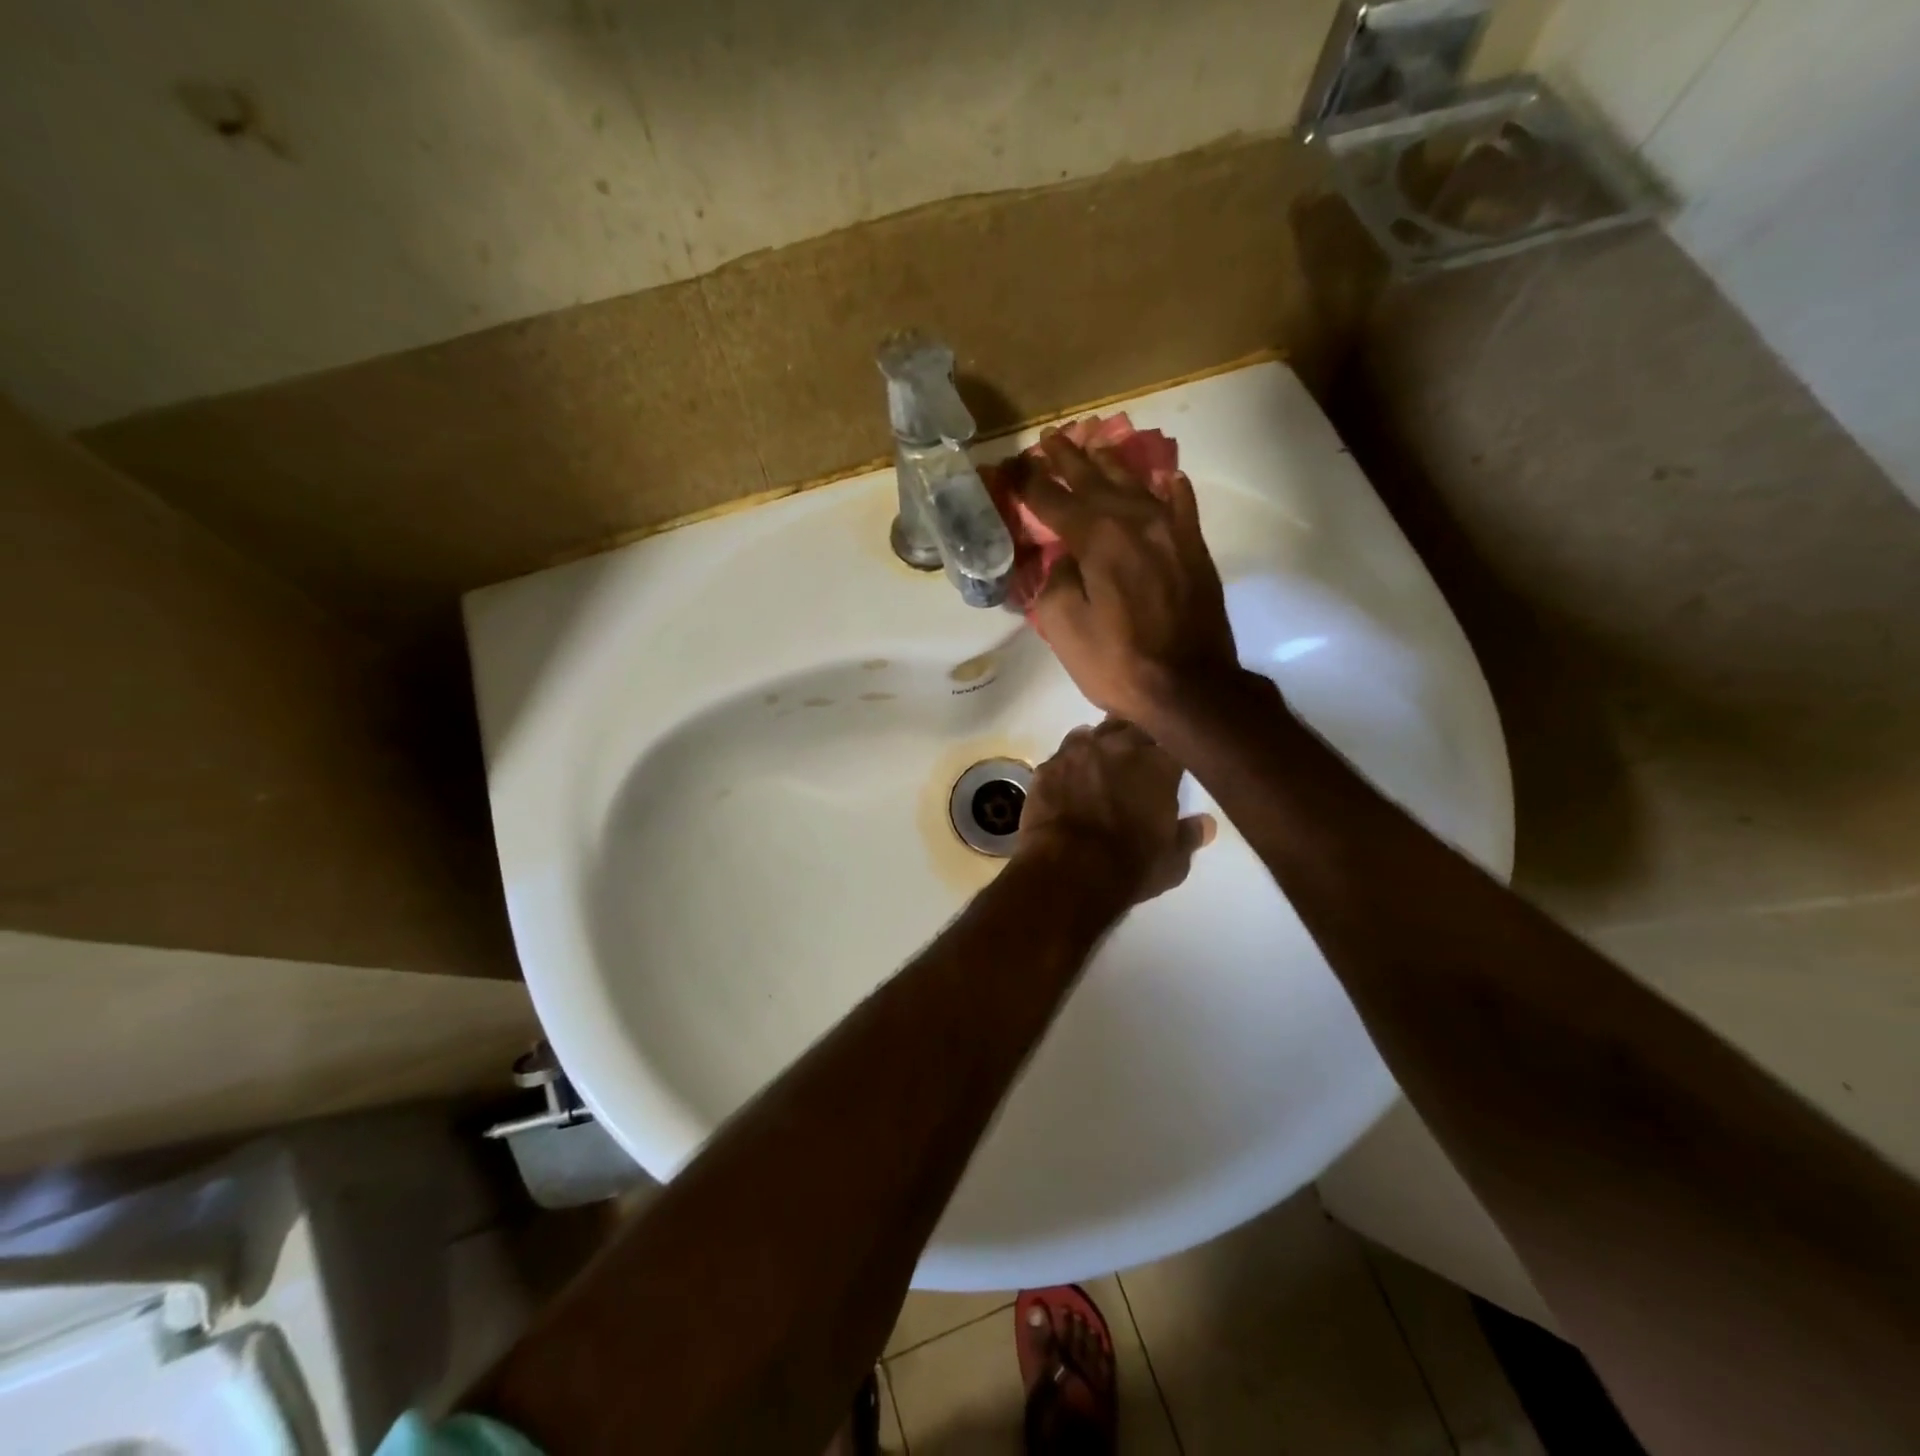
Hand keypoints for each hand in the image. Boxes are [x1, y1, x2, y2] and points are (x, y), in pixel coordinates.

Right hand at [1014, 432, 1241, 730]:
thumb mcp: (1064, 628)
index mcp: (1098, 539)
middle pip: (1096, 480)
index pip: (1054, 499)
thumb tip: (1066, 560)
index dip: (1029, 481)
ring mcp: (1172, 532)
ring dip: (1111, 464)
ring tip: (1095, 446)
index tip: (1012, 465)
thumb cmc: (1118, 663)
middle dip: (1069, 458)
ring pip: (1137, 485)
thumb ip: (1056, 582)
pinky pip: (1181, 506)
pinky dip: (1168, 490)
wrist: (1191, 688)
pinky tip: (1164, 479)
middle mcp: (1136, 522)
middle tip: (1051, 438)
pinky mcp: (1195, 550)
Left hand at [1017, 718, 1216, 905]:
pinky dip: (1070, 764)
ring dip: (1101, 746)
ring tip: (1100, 768)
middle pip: (1133, 730)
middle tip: (1135, 767)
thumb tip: (1205, 823)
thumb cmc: (1130, 867)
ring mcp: (1079, 752)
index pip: (1172, 746)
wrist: (1068, 871)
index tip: (1167, 772)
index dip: (1170, 759)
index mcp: (1158, 764)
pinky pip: (1062, 754)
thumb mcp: (1173, 862)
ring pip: (1094, 734)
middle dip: (1136, 744)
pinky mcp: (1047, 766)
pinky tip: (1069, 781)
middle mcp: (1119, 746)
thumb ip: (1189, 836)